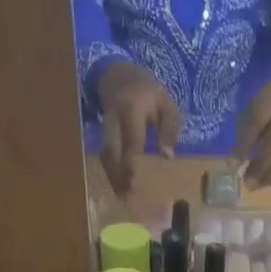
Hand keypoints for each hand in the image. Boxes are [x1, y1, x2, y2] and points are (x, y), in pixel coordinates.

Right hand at [97, 61, 182, 196]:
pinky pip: (104, 154)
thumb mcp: (167, 105)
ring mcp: (105, 126)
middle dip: (117, 174)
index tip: (134, 181)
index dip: (130, 161)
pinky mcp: (102, 133)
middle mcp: (113, 119)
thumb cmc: (150, 93)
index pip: (131, 139)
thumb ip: (169, 129)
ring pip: (105, 155)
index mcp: (131, 109)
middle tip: (126, 195)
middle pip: (111, 150)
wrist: (121, 75)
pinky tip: (118, 186)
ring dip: (112, 176)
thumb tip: (167, 156)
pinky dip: (111, 171)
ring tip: (122, 196)